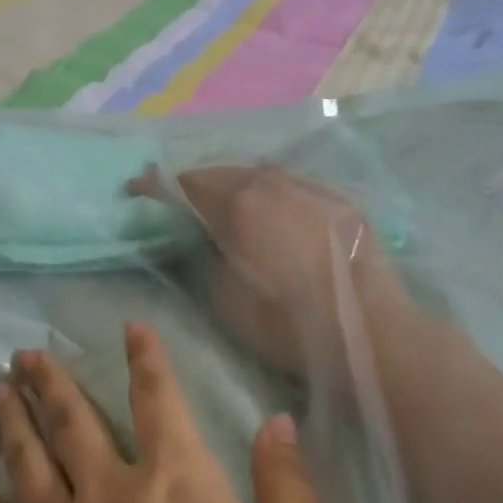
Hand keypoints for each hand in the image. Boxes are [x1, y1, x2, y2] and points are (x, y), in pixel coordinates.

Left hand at [0, 323, 337, 502]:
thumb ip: (288, 489)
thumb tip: (277, 422)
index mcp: (180, 482)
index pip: (160, 399)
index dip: (146, 359)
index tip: (129, 328)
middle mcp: (111, 494)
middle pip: (74, 421)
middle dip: (51, 382)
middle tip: (24, 353)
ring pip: (26, 460)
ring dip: (10, 419)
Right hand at [137, 166, 403, 377]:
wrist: (366, 330)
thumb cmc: (284, 321)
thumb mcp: (222, 298)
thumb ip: (200, 257)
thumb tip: (193, 237)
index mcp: (238, 202)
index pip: (185, 183)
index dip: (155, 187)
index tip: (136, 190)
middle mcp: (272, 182)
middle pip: (223, 173)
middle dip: (196, 184)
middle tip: (181, 202)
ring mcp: (311, 188)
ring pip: (261, 175)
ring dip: (237, 185)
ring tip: (227, 203)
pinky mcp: (340, 202)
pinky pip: (294, 187)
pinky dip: (273, 195)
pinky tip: (276, 213)